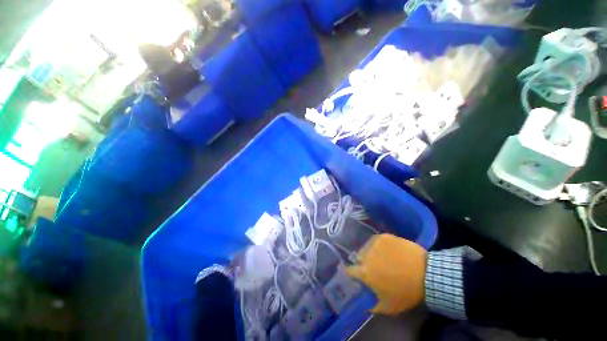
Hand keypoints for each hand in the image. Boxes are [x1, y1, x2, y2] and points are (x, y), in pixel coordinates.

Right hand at [346, 234, 426, 314]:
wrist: (426, 274)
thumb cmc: (407, 292)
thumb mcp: (389, 307)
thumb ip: (372, 306)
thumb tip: (364, 304)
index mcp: (364, 272)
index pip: (349, 270)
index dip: (353, 273)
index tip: (358, 274)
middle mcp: (365, 255)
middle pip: (358, 257)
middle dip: (363, 262)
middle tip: (374, 267)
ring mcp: (374, 243)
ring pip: (366, 248)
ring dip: (371, 253)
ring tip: (382, 257)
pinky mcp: (383, 236)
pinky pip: (376, 241)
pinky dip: (379, 245)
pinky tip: (388, 250)